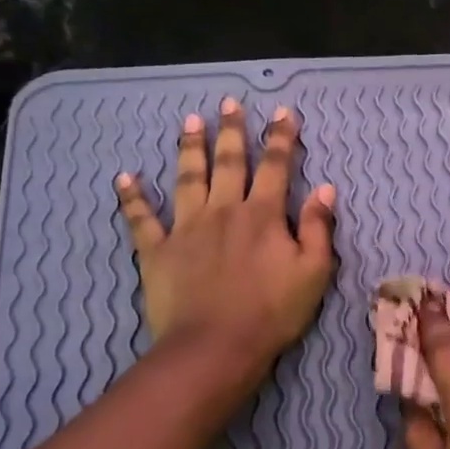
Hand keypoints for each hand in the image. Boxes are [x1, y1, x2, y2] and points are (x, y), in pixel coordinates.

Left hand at [116, 99, 335, 368]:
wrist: (217, 347)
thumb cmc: (272, 312)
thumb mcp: (313, 272)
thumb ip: (318, 228)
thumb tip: (324, 188)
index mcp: (263, 215)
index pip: (275, 167)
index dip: (281, 138)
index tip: (284, 113)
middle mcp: (223, 210)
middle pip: (229, 162)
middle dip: (232, 131)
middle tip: (229, 102)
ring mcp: (187, 228)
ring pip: (188, 178)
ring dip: (190, 148)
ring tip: (190, 121)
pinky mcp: (158, 251)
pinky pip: (142, 220)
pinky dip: (133, 198)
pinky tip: (125, 178)